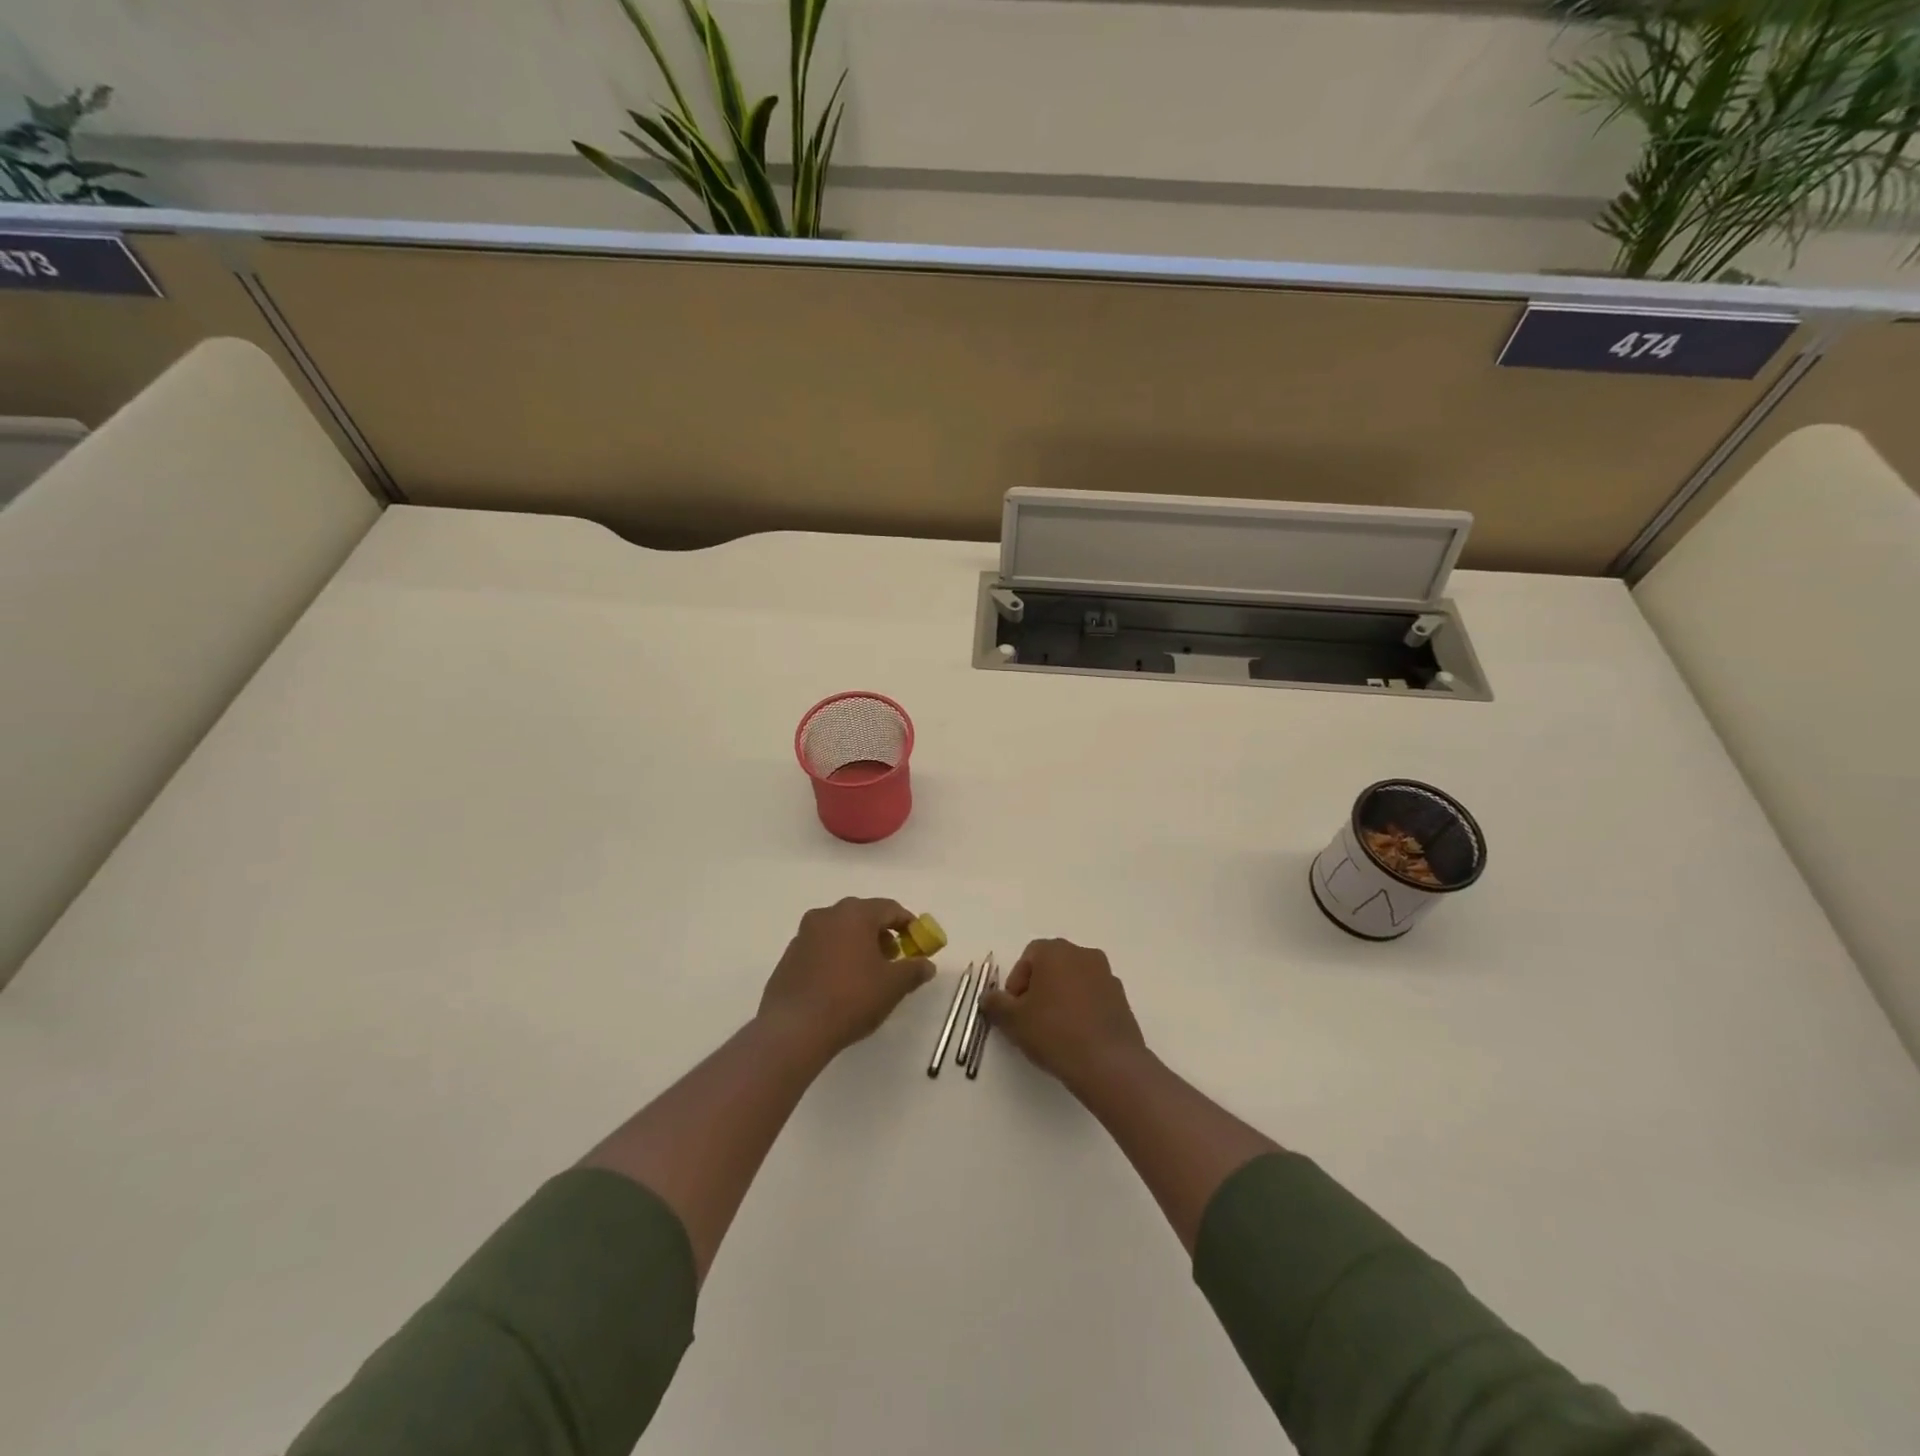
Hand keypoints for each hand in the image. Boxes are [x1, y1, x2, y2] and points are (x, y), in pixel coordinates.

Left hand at [758, 898, 935, 1057]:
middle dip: (881, 934)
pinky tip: (840, 984)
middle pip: (863, 916)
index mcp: (855, 914)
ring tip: (867, 974)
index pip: (890, 908)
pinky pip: (821, 948)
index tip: (917, 943)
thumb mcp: (893, 986)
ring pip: (840, 931)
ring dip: (857, 945)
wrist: (795, 1028)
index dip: (908, 924)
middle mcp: (827, 915)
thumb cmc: (851, 998)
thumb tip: (927, 965)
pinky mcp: (789, 956)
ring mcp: (804, 934)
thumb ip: (914, 970)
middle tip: (893, 959)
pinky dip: (836, 957)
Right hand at [981, 938, 1148, 1093]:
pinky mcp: (1122, 999)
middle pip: (1053, 966)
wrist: (1108, 1063)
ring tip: (1054, 1032)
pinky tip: (1076, 1038)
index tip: (1014, 1010)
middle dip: (1038, 989)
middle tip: (1030, 1020)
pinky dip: (1082, 1010)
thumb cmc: (1054, 1032)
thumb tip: (989, 998)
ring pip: (1074, 982)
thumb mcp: (1013, 1020)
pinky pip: (1093, 998)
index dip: (1017, 983)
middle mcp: (1084, 954)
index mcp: (1056, 951)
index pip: (1029, 957)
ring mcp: (1107, 976)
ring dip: (1061, 999)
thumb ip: (995, 1004)